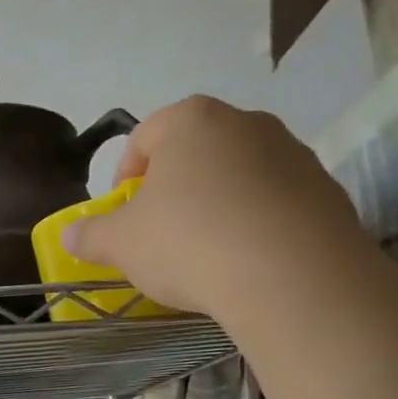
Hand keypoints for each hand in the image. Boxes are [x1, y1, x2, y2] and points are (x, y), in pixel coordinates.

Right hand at [62, 96, 363, 316]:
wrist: (292, 278)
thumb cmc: (189, 242)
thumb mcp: (121, 244)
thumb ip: (91, 235)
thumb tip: (71, 234)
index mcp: (191, 121)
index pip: (144, 138)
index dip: (124, 178)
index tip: (123, 216)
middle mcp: (246, 123)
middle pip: (195, 154)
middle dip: (174, 191)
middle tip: (162, 234)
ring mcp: (294, 154)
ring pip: (238, 178)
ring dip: (218, 206)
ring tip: (208, 253)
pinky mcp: (327, 192)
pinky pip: (276, 205)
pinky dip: (257, 226)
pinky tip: (248, 263)